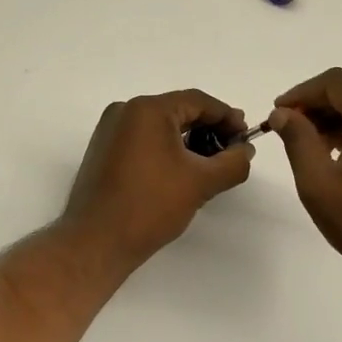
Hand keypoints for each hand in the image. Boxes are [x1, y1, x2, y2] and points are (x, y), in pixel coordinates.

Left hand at [60, 90, 253, 268]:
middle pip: (178, 110)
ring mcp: (110, 130)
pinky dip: (166, 149)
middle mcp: (125, 111)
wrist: (96, 241)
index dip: (226, 116)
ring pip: (160, 126)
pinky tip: (181, 171)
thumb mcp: (201, 183)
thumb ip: (232, 162)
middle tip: (232, 151)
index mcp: (147, 109)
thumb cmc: (150, 205)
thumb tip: (245, 150)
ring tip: (210, 165)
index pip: (197, 101)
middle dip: (208, 129)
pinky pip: (143, 139)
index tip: (246, 137)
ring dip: (188, 140)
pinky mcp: (103, 150)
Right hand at [269, 67, 341, 288]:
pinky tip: (341, 153)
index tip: (279, 113)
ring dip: (339, 111)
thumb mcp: (319, 184)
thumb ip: (298, 141)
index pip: (337, 81)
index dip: (303, 92)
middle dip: (320, 99)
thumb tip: (282, 113)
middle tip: (293, 125)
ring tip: (314, 143)